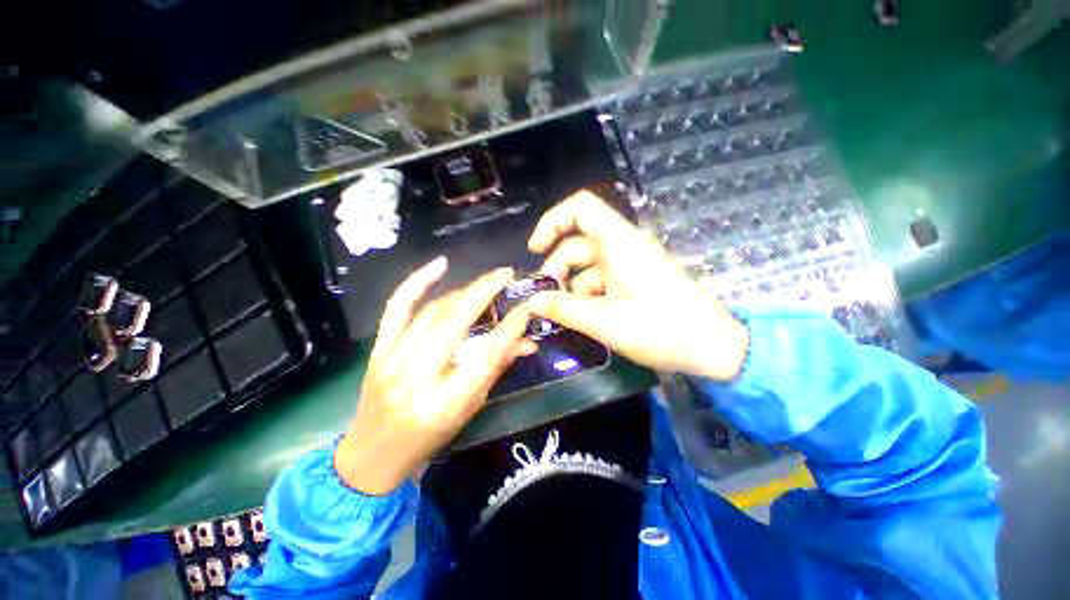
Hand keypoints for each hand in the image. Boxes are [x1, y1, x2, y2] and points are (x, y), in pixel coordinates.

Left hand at [334, 257, 535, 494]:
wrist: (371, 456)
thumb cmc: (429, 439)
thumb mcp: (470, 409)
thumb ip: (497, 369)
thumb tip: (527, 341)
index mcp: (446, 402)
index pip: (486, 354)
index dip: (510, 327)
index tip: (527, 307)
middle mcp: (418, 377)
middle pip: (455, 323)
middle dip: (484, 292)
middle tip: (506, 274)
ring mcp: (392, 360)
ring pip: (433, 312)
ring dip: (463, 291)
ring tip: (485, 282)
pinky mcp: (379, 350)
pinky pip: (397, 308)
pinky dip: (417, 282)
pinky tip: (438, 264)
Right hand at [527, 191, 748, 380]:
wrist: (713, 348)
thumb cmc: (661, 330)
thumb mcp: (605, 322)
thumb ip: (564, 309)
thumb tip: (532, 301)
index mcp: (620, 243)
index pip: (582, 208)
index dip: (553, 221)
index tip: (535, 250)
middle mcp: (624, 247)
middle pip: (578, 243)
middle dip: (557, 267)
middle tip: (545, 298)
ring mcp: (630, 264)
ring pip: (588, 265)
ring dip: (571, 287)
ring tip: (564, 314)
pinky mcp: (634, 280)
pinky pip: (602, 280)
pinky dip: (588, 295)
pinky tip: (584, 318)